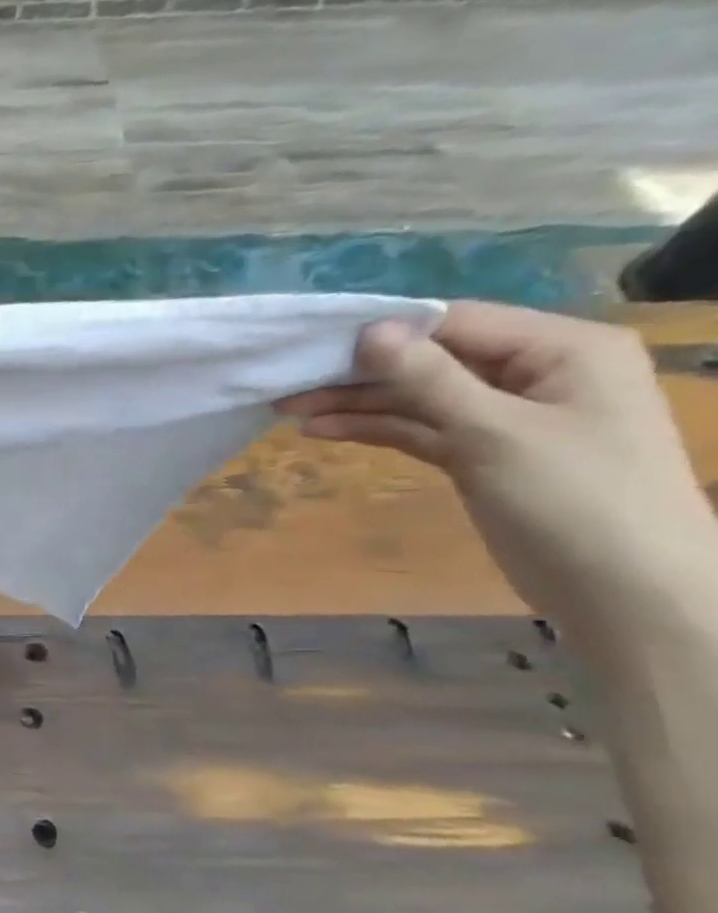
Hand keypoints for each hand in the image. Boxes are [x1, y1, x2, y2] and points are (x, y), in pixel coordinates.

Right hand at [277, 300, 717, 657]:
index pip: (456, 322)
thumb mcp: (494, 432)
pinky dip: (375, 429)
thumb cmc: (574, 498)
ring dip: (358, 402)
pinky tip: (325, 430)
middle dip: (360, 372)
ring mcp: (507, 416)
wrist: (623, 590)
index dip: (385, 331)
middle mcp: (536, 372)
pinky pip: (421, 429)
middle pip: (431, 360)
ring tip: (289, 409)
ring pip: (418, 397)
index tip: (314, 345)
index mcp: (562, 348)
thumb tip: (370, 330)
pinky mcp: (483, 454)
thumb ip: (429, 379)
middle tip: (288, 383)